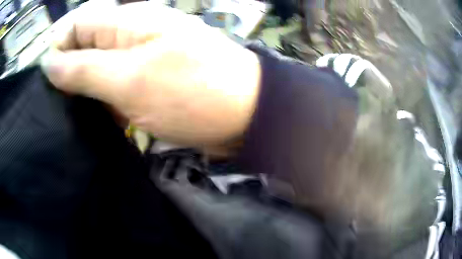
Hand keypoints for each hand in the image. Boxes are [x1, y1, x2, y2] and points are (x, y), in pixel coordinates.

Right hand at [42, 2, 260, 145]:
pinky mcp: (149, 83)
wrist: (243, 113)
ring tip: (71, 116)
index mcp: (126, 24)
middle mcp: (131, 36)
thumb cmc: (192, 92)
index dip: (58, 44)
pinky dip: (102, 103)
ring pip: (97, 69)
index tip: (47, 78)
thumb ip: (84, 69)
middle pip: (85, 45)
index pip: (79, 22)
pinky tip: (98, 121)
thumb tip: (50, 63)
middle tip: (57, 104)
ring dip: (83, 91)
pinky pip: (114, 88)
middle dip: (67, 71)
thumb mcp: (130, 79)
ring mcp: (140, 59)